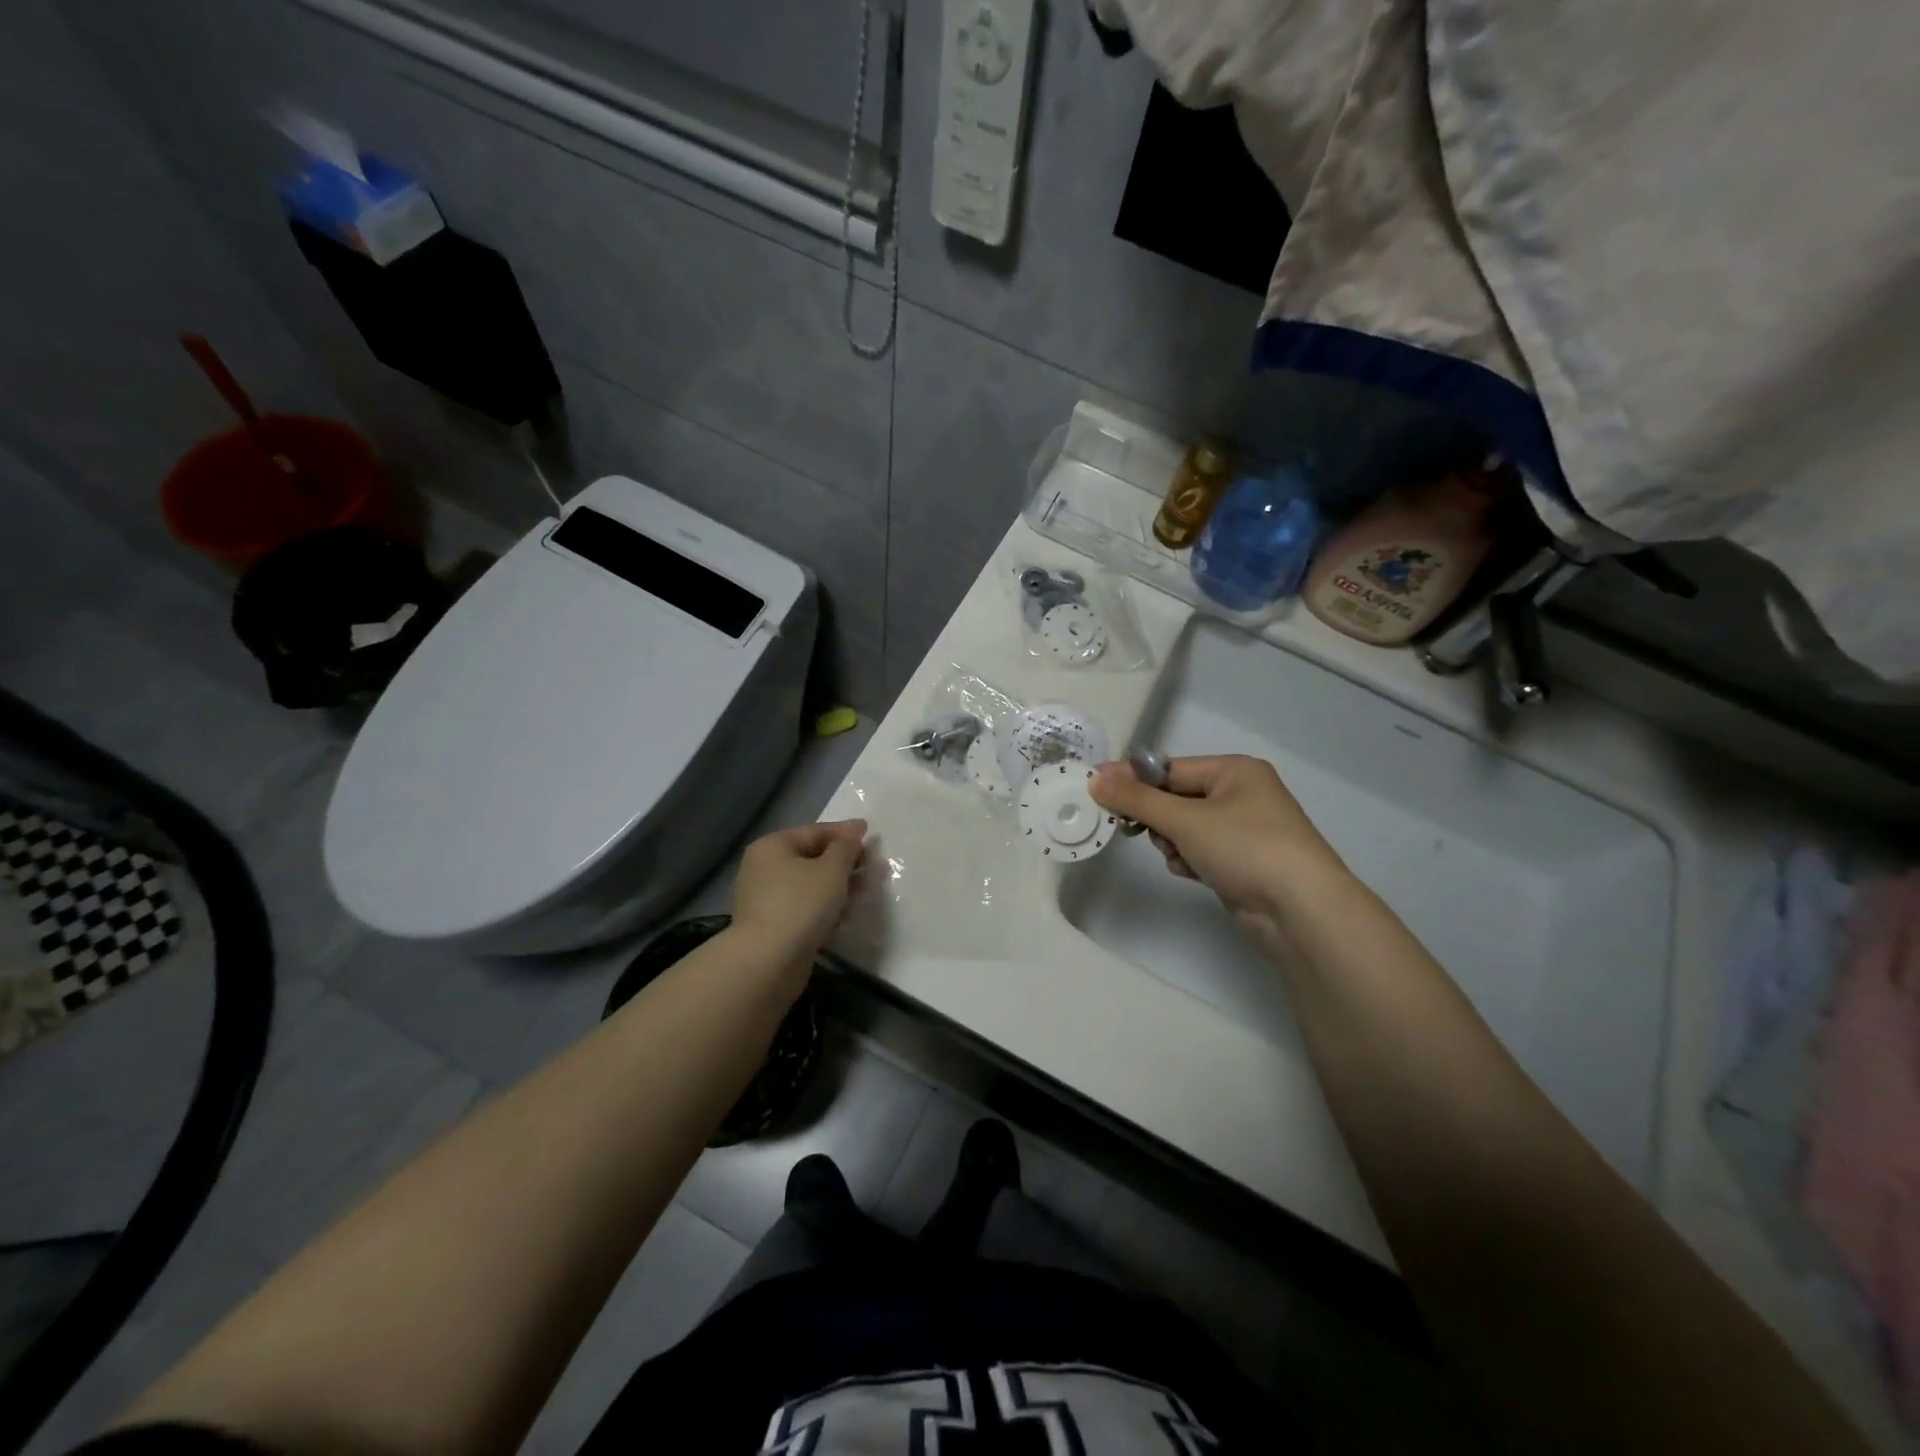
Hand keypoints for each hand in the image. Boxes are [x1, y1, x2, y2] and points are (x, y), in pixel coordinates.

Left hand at [729, 820, 867, 960]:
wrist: (768, 962)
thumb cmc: (801, 904)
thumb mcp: (832, 869)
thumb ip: (847, 847)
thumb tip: (855, 828)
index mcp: (772, 846)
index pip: (815, 831)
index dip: (845, 833)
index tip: (872, 836)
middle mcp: (764, 868)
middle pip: (813, 858)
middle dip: (845, 862)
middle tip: (875, 868)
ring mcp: (766, 899)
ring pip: (811, 885)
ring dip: (840, 886)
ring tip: (867, 891)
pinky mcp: (773, 926)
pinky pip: (805, 907)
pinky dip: (826, 907)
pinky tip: (848, 914)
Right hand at [1089, 756, 1345, 939]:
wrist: (1301, 911)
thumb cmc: (1245, 848)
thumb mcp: (1185, 819)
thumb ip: (1137, 799)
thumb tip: (1095, 778)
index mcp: (1236, 771)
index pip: (1171, 768)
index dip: (1136, 782)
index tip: (1100, 793)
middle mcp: (1243, 794)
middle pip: (1178, 798)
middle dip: (1160, 819)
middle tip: (1142, 833)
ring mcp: (1246, 830)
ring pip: (1187, 828)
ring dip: (1174, 843)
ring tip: (1181, 858)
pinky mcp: (1244, 862)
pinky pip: (1202, 851)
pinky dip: (1191, 860)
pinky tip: (1192, 873)